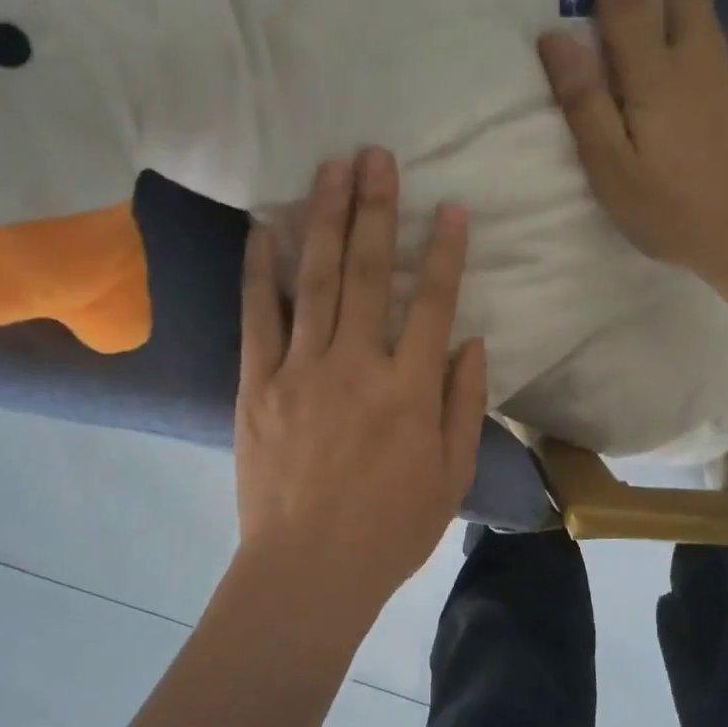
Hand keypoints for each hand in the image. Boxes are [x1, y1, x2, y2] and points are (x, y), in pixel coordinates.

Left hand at [234, 148, 487, 631]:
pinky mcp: (256, 384)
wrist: (307, 570)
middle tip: (377, 155)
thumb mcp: (451, 475)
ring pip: (313, 280)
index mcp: (409, 390)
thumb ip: (464, 403)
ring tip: (331, 168)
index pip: (431, 303)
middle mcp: (355, 365)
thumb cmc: (390, 528)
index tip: (449, 206)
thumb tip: (471, 341)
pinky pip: (257, 317)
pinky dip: (259, 271)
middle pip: (366, 272)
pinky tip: (263, 229)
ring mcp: (300, 370)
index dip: (443, 251)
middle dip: (376, 209)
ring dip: (323, 219)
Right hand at [538, 0, 727, 290]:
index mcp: (654, 78)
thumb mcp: (613, 168)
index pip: (625, 4)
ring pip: (702, 7)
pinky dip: (700, 3)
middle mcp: (692, 64)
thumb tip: (556, 36)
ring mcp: (719, 79)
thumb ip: (585, 104)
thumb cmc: (671, 209)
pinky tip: (696, 10)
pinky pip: (711, 32)